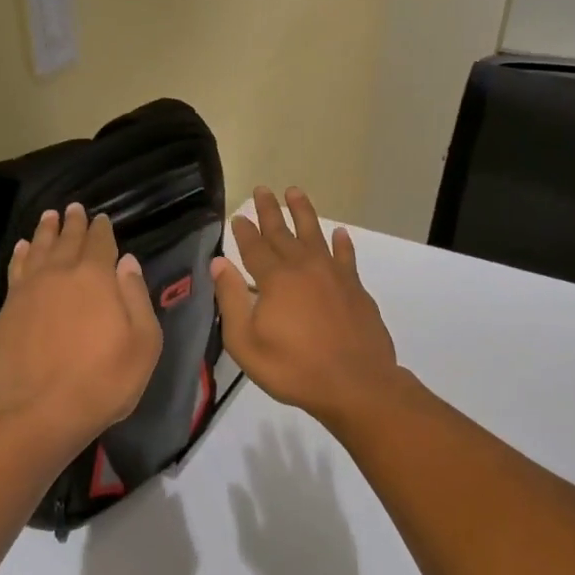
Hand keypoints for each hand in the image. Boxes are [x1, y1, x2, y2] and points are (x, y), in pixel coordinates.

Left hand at [0, 205, 163, 449]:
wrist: (39, 413)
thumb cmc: (103, 381)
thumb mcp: (143, 343)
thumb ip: (136, 297)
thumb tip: (127, 262)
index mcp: (96, 278)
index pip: (100, 243)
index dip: (102, 229)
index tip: (101, 218)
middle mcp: (59, 274)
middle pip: (67, 240)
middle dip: (73, 223)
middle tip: (74, 208)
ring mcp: (28, 292)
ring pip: (38, 250)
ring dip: (45, 232)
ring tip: (48, 217)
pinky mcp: (6, 312)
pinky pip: (15, 271)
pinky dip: (21, 256)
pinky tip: (23, 249)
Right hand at [210, 187, 401, 428]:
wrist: (356, 384)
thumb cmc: (293, 369)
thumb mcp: (246, 343)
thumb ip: (231, 300)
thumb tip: (219, 263)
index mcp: (275, 280)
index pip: (254, 247)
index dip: (244, 231)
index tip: (238, 214)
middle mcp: (304, 268)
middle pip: (283, 232)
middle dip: (269, 211)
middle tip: (261, 189)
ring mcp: (333, 275)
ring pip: (315, 235)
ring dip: (303, 213)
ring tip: (294, 192)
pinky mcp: (355, 288)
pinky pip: (346, 257)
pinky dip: (342, 243)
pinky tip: (340, 234)